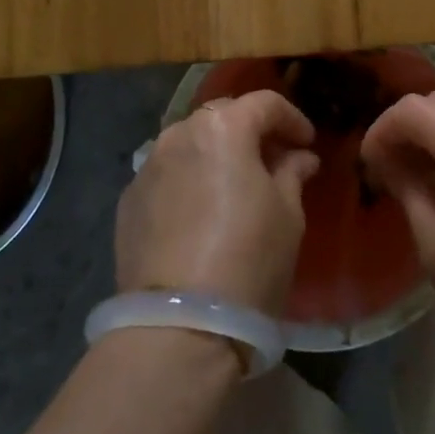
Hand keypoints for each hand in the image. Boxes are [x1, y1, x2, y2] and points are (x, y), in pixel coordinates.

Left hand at [116, 90, 319, 314]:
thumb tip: (298, 157)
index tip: (306, 143)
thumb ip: (292, 173)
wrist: (178, 329)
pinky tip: (200, 213)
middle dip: (250, 131)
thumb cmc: (249, 260)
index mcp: (224, 127)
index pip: (265, 104)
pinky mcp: (128, 202)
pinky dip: (188, 181)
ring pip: (190, 144)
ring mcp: (149, 166)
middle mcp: (180, 133)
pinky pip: (167, 176)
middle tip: (273, 159)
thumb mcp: (288, 215)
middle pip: (223, 116)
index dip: (292, 119)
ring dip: (215, 154)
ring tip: (234, 186)